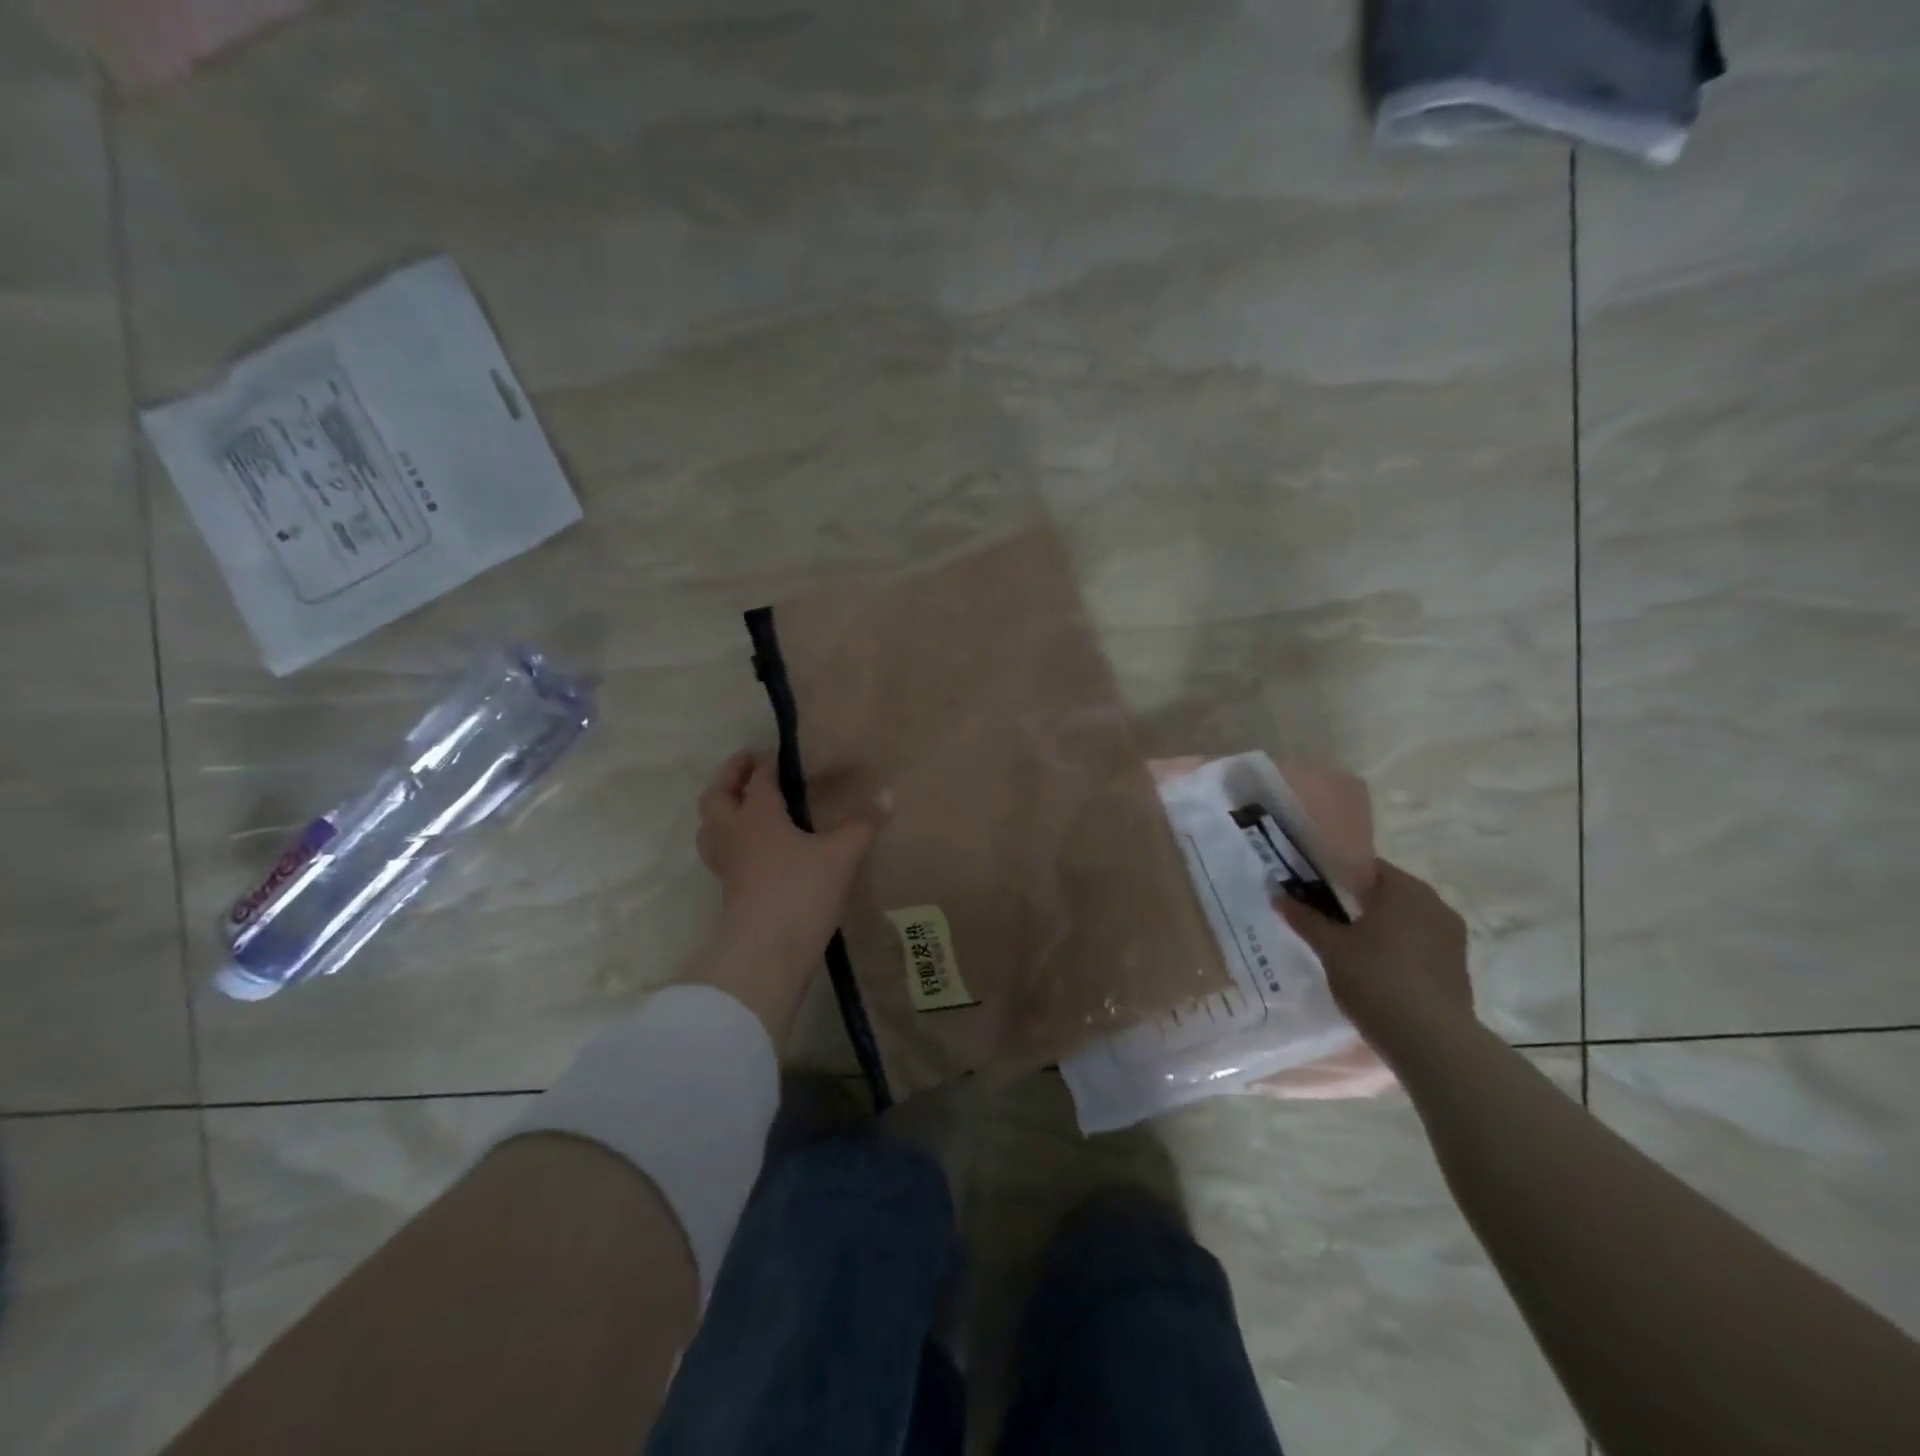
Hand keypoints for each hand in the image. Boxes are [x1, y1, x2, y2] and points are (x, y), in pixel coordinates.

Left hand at [697, 751, 889, 972]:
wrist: (766, 952)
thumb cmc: (801, 891)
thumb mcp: (841, 855)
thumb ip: (863, 823)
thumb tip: (887, 794)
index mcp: (757, 815)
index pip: (758, 778)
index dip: (768, 762)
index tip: (782, 753)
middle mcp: (733, 833)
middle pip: (717, 795)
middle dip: (731, 776)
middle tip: (749, 766)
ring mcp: (726, 863)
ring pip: (710, 825)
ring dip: (722, 808)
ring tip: (743, 804)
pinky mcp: (729, 889)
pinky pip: (721, 852)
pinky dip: (730, 838)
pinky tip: (754, 848)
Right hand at [1280, 860, 1472, 1036]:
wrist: (1431, 1040)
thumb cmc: (1375, 979)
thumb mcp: (1330, 947)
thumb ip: (1305, 918)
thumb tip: (1279, 896)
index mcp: (1404, 889)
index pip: (1366, 867)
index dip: (1337, 876)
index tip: (1314, 891)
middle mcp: (1434, 904)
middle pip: (1388, 892)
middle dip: (1358, 902)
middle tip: (1327, 918)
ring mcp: (1452, 936)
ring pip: (1406, 919)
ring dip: (1381, 926)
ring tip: (1349, 946)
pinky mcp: (1458, 966)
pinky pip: (1421, 944)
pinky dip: (1399, 948)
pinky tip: (1377, 969)